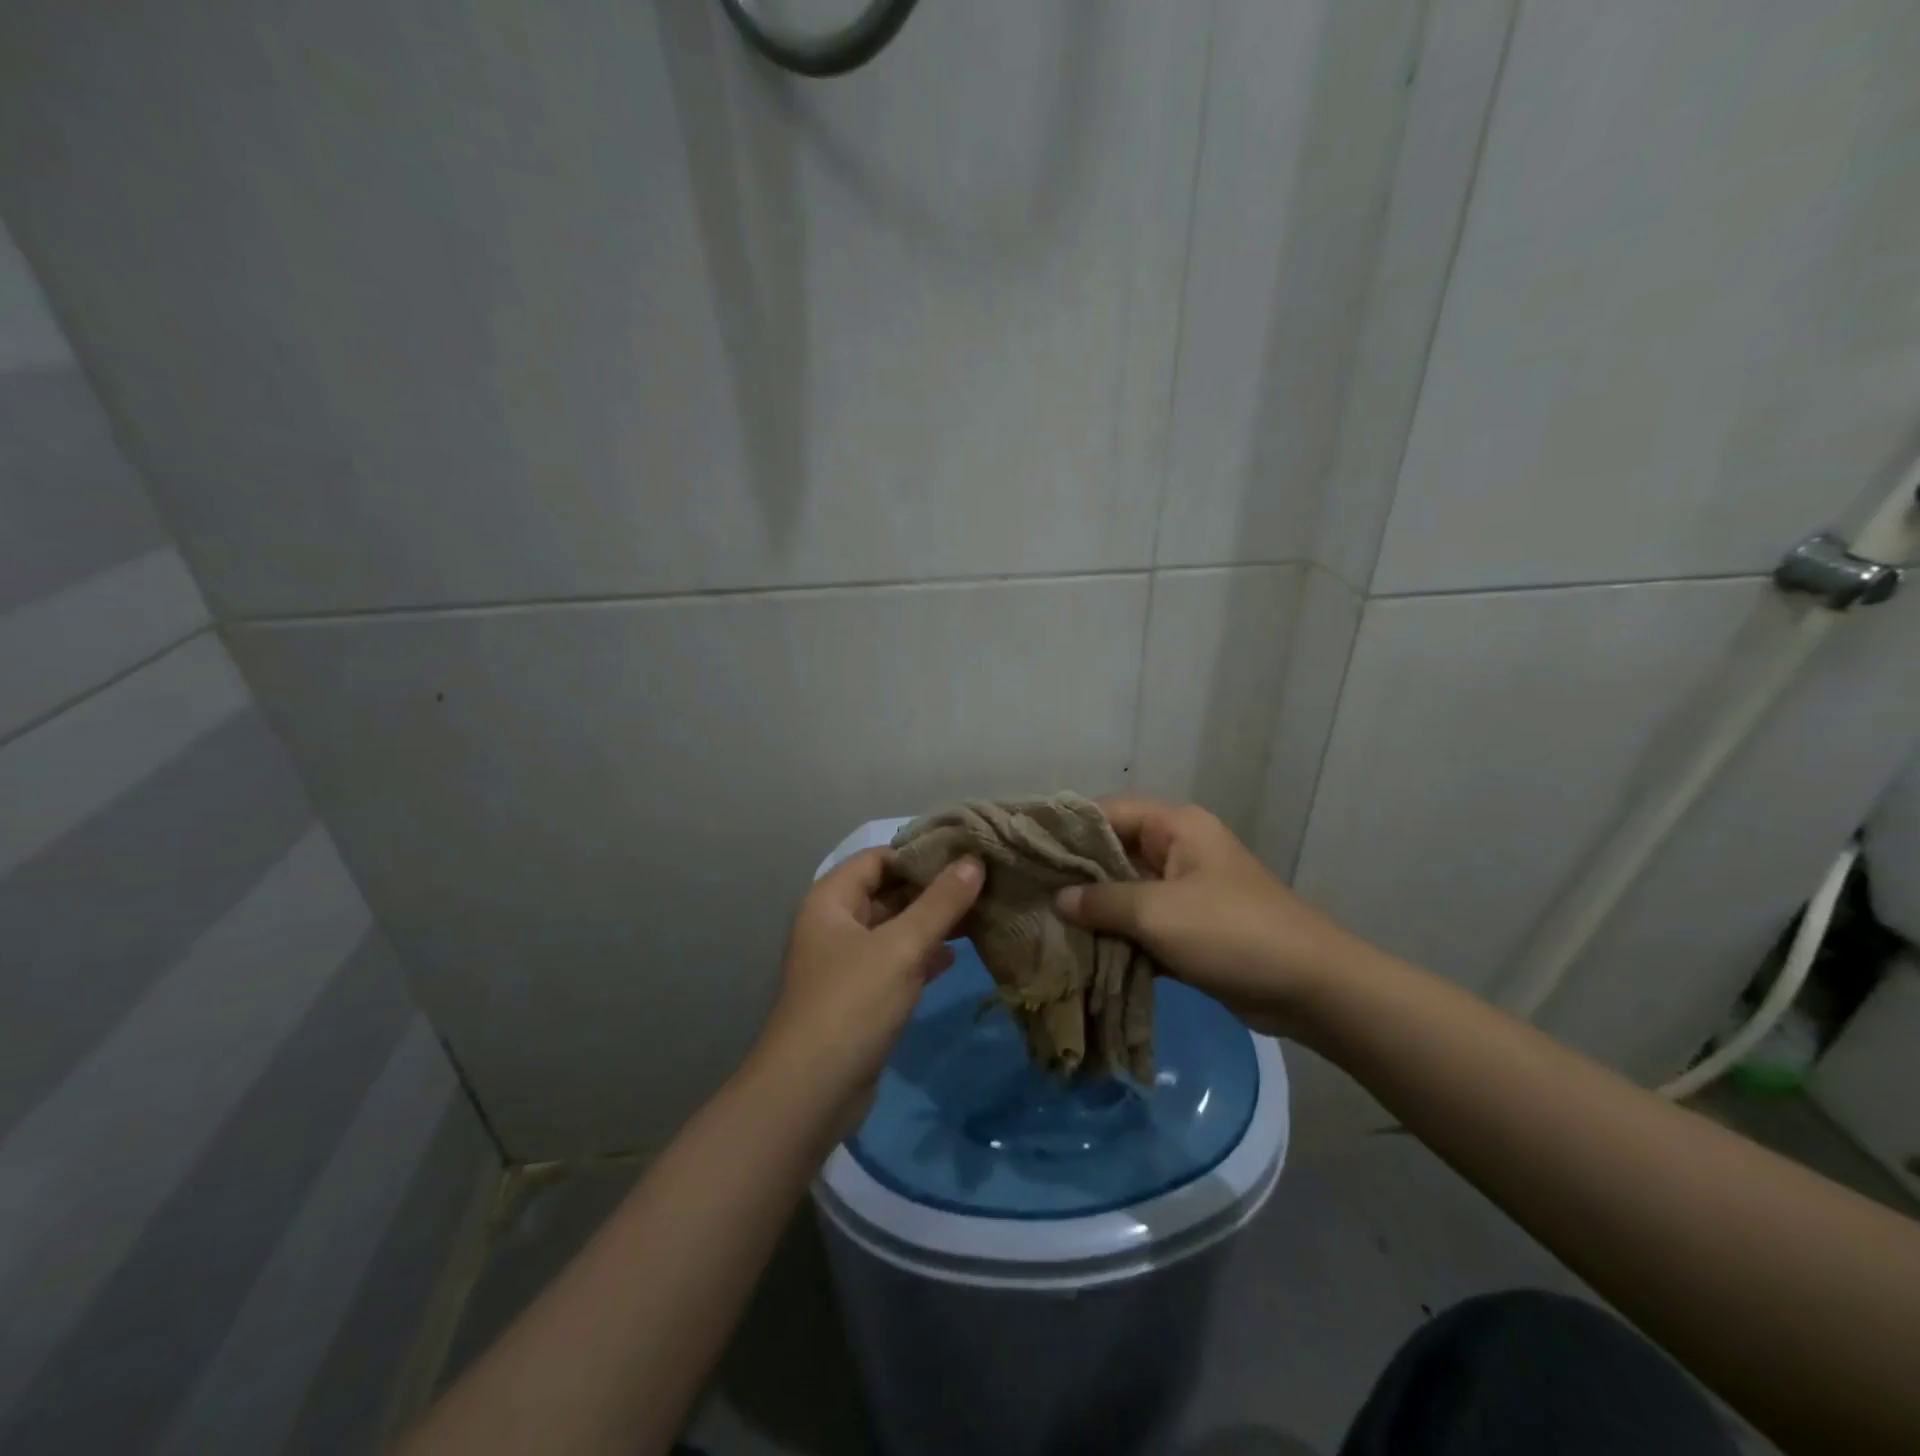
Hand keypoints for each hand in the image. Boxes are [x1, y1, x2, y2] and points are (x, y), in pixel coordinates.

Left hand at [757, 847, 982, 1112]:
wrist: (810, 1093)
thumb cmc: (852, 1005)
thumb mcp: (901, 948)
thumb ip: (940, 903)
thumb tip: (974, 860)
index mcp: (831, 900)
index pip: (879, 857)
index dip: (919, 853)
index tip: (965, 853)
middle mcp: (835, 923)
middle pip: (887, 891)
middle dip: (932, 889)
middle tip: (983, 882)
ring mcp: (846, 961)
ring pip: (895, 928)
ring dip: (931, 922)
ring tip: (980, 913)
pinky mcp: (859, 995)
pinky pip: (895, 961)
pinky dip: (922, 955)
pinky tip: (955, 956)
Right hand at [1054, 797, 1374, 1035]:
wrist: (1309, 987)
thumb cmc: (1231, 932)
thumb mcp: (1159, 912)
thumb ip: (1103, 902)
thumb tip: (1058, 900)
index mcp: (1175, 827)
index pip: (1107, 812)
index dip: (1066, 828)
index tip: (1024, 848)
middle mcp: (1177, 849)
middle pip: (1113, 851)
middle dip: (1073, 873)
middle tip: (1025, 890)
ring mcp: (1184, 890)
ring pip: (1125, 891)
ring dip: (1093, 909)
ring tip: (1042, 922)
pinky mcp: (1189, 928)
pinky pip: (1141, 922)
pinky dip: (1115, 935)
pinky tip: (1077, 950)